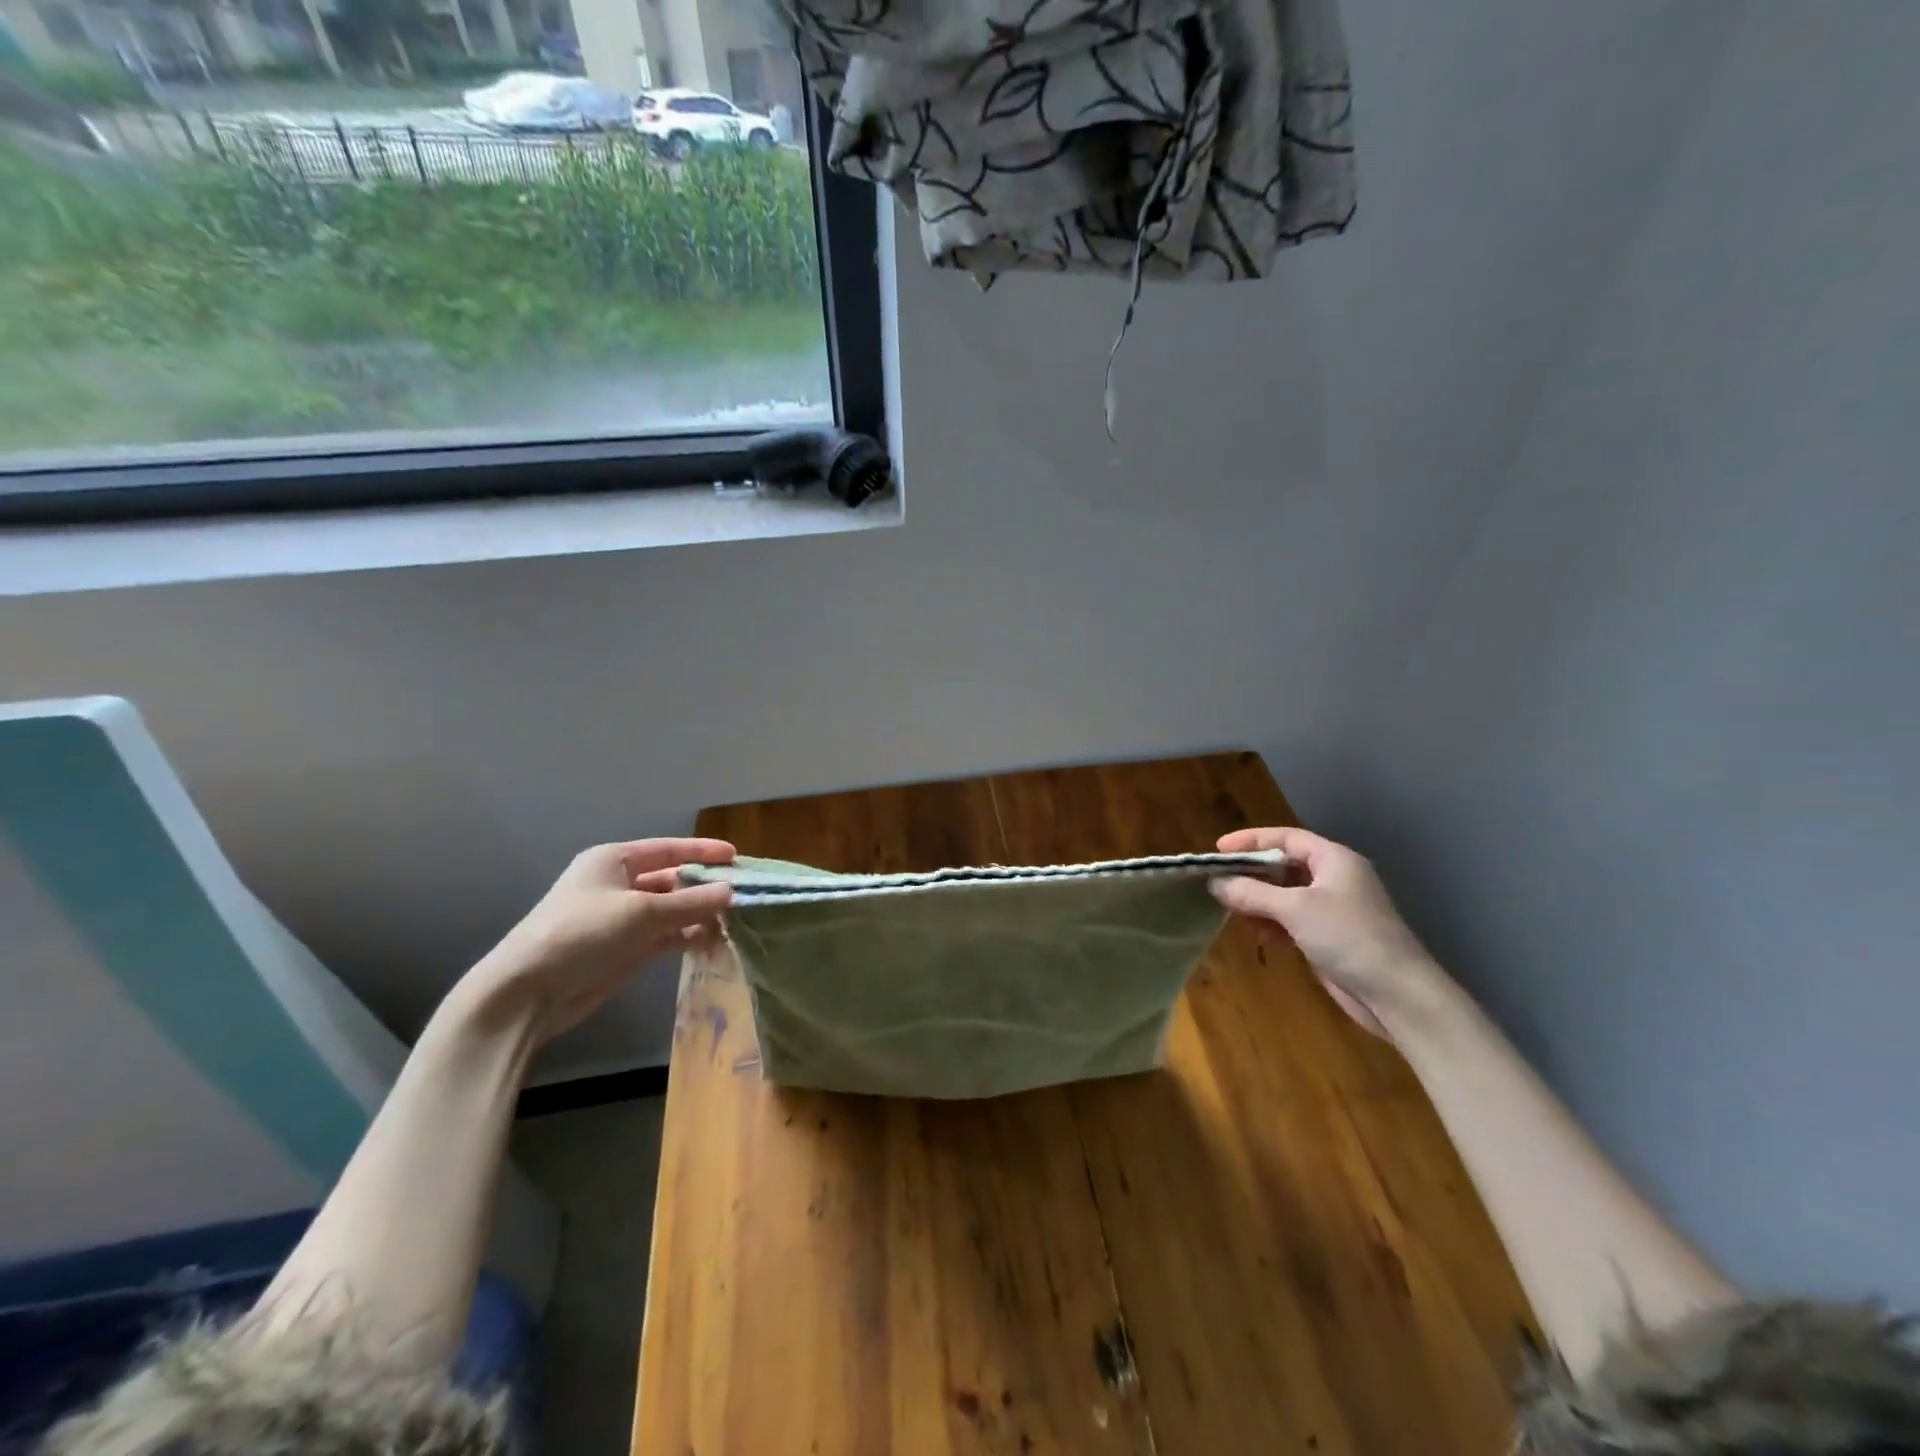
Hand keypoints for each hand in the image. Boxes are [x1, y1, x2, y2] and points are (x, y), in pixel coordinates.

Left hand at [459, 838, 735, 1046]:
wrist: (529, 992)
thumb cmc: (583, 933)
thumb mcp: (642, 912)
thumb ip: (691, 902)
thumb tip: (732, 892)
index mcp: (614, 861)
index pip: (668, 848)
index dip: (703, 851)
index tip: (736, 857)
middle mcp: (618, 884)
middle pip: (672, 879)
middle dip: (705, 886)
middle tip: (743, 893)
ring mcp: (621, 919)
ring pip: (671, 909)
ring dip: (699, 914)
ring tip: (735, 921)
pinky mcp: (624, 949)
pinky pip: (665, 936)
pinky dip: (688, 937)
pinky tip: (713, 942)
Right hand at [1211, 826, 1449, 1040]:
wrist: (1396, 993)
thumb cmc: (1347, 936)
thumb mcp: (1295, 908)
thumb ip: (1252, 893)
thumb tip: (1215, 883)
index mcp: (1334, 859)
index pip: (1286, 838)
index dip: (1251, 840)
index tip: (1218, 849)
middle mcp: (1334, 878)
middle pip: (1284, 866)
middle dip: (1252, 874)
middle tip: (1219, 882)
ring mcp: (1333, 909)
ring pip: (1285, 896)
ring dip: (1259, 902)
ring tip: (1231, 911)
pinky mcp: (1330, 937)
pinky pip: (1292, 921)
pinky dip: (1272, 924)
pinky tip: (1257, 935)